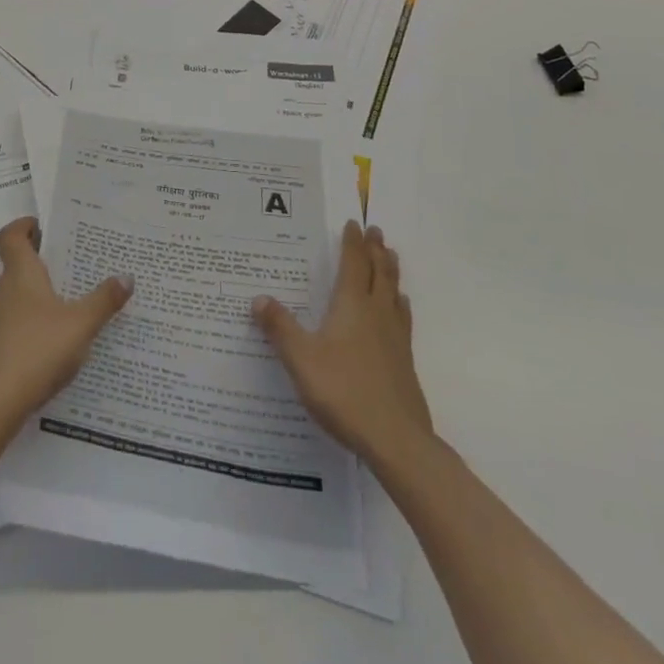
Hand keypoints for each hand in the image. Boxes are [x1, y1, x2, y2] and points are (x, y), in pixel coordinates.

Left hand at [0, 216, 132, 441]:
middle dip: (39, 266)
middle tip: (68, 270)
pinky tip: (45, 347)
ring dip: (33, 298)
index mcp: (20, 275)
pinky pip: (8, 326)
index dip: (23, 226)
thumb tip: (127, 276)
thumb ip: (104, 301)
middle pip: (15, 267)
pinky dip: (25, 327)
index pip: (11, 236)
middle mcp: (0, 291)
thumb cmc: (37, 351)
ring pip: (12, 299)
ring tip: (63, 309)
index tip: (40, 226)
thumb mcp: (80, 325)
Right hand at [252, 220, 433, 465]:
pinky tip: (400, 306)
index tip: (353, 223)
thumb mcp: (301, 360)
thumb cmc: (344, 392)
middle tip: (375, 230)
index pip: (353, 264)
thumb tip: (258, 297)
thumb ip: (280, 328)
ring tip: (390, 255)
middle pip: (378, 272)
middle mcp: (376, 313)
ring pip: (394, 291)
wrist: (396, 439)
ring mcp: (395, 336)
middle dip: (375, 249)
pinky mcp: (404, 360)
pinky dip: (399, 302)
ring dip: (390, 270)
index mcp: (352, 306)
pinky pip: (402, 317)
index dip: (352, 243)